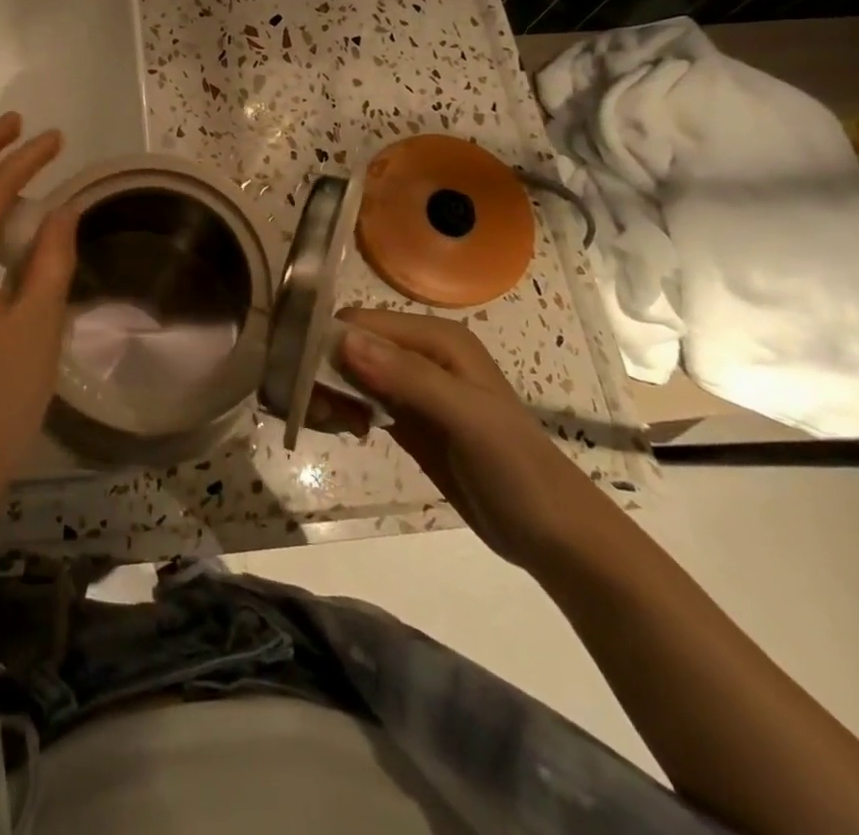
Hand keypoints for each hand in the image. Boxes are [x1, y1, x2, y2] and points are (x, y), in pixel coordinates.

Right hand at [336, 307, 621, 574]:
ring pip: (350, 372)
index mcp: (436, 338)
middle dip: (325, 370)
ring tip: (335, 425)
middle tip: (319, 411)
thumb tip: (343, 341)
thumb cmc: (516, 469)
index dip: (329, 343)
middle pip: (351, 344)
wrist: (554, 535)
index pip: (361, 322)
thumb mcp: (466, 418)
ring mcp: (413, 386)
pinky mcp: (407, 417)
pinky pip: (360, 399)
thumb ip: (407, 377)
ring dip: (331, 392)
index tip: (304, 379)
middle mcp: (421, 352)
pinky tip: (348, 430)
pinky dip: (344, 410)